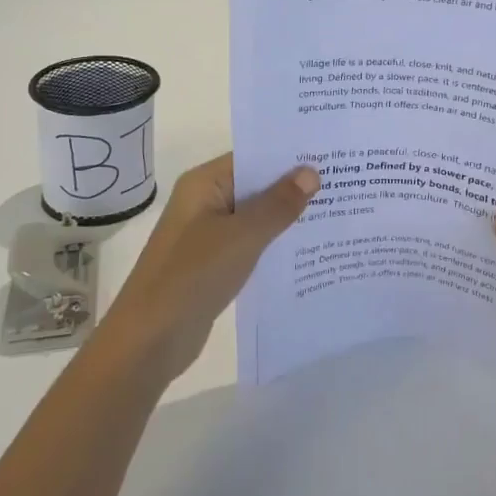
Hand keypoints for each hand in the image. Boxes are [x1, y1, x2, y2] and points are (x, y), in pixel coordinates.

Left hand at [97, 153, 318, 384]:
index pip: (253, 157)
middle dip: (295, 186)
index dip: (290, 155)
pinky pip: (251, 244)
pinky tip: (310, 248)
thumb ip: (278, 204)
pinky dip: (276, 244)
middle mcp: (205, 202)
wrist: (149, 341)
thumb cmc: (193, 275)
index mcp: (204, 184)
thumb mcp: (242, 235)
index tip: (331, 154)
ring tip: (338, 211)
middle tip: (345, 182)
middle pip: (256, 186)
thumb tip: (311, 172)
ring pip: (256, 217)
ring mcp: (208, 234)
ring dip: (288, 217)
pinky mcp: (214, 264)